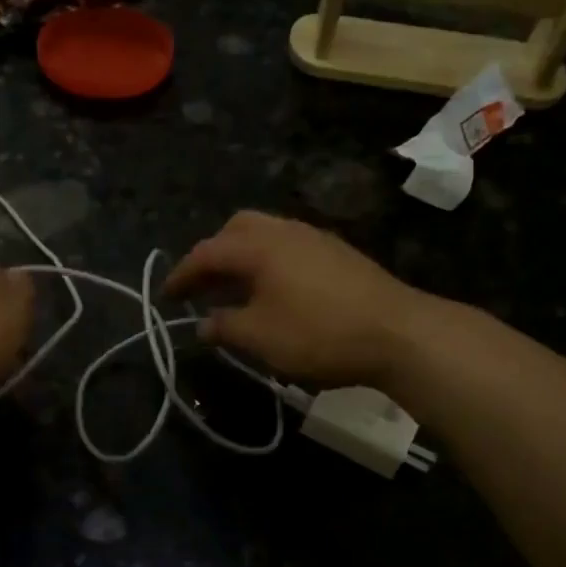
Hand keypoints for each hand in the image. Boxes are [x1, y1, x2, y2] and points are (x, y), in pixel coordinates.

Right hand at [164, 211, 430, 387]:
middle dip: (213, 254)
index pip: (207, 253)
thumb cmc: (319, 333)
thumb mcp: (261, 337)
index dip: (182, 274)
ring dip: (242, 258)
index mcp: (259, 246)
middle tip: (203, 286)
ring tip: (235, 291)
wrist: (399, 332)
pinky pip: (288, 247)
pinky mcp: (338, 253)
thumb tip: (203, 323)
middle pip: (237, 229)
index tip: (166, 297)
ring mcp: (315, 238)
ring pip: (266, 234)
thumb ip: (225, 327)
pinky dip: (268, 263)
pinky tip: (275, 293)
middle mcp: (284, 231)